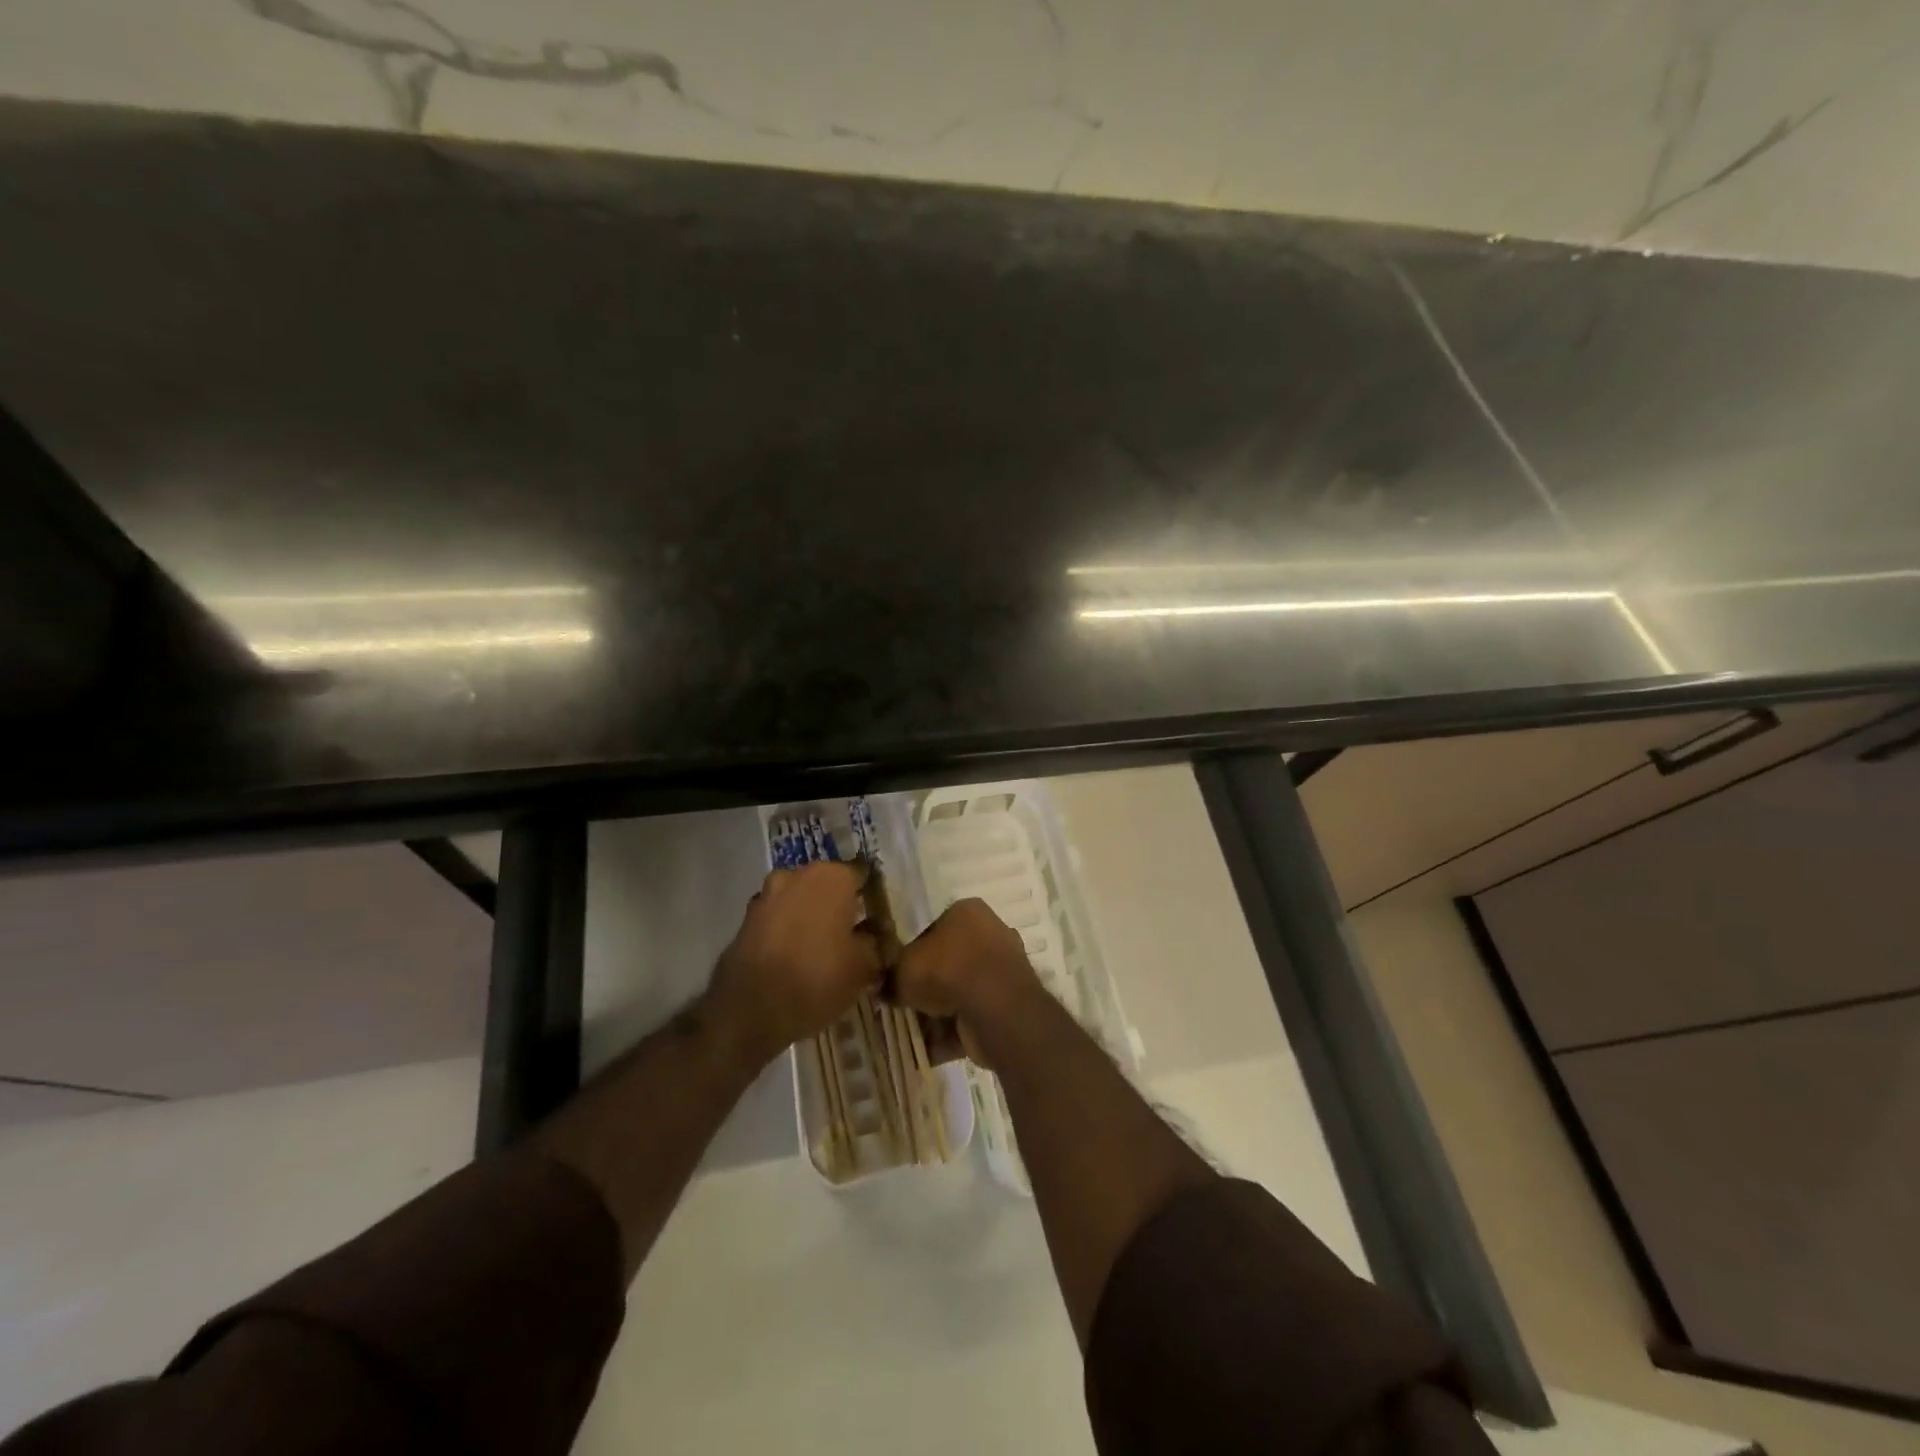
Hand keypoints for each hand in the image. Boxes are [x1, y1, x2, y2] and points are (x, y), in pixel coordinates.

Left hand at [706, 862, 882, 1067]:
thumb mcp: (864, 966)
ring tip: (822, 949)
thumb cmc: (817, 978)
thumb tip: (876, 932)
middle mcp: (798, 875)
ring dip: (811, 915)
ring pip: (800, 899)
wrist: (749, 1009)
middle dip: (839, 904)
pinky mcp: (746, 918)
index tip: (877, 918)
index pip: (862, 873)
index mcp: (832, 877)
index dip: (871, 895)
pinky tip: (795, 957)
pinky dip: (788, 930)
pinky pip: (778, 918)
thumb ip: (876, 941)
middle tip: (852, 934)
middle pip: (828, 884)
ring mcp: (767, 895)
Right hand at [893, 898, 1045, 1067]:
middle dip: (929, 986)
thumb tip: (887, 987)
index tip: (899, 978)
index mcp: (968, 911)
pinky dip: (956, 1031)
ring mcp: (1004, 968)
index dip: (913, 956)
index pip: (934, 930)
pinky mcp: (1011, 1001)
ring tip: (916, 1032)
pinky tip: (933, 1049)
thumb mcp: (904, 968)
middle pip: (950, 962)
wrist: (994, 1007)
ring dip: (940, 1012)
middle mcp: (991, 933)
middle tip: (907, 1006)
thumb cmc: (947, 970)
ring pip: (963, 991)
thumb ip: (893, 974)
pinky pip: (975, 1014)